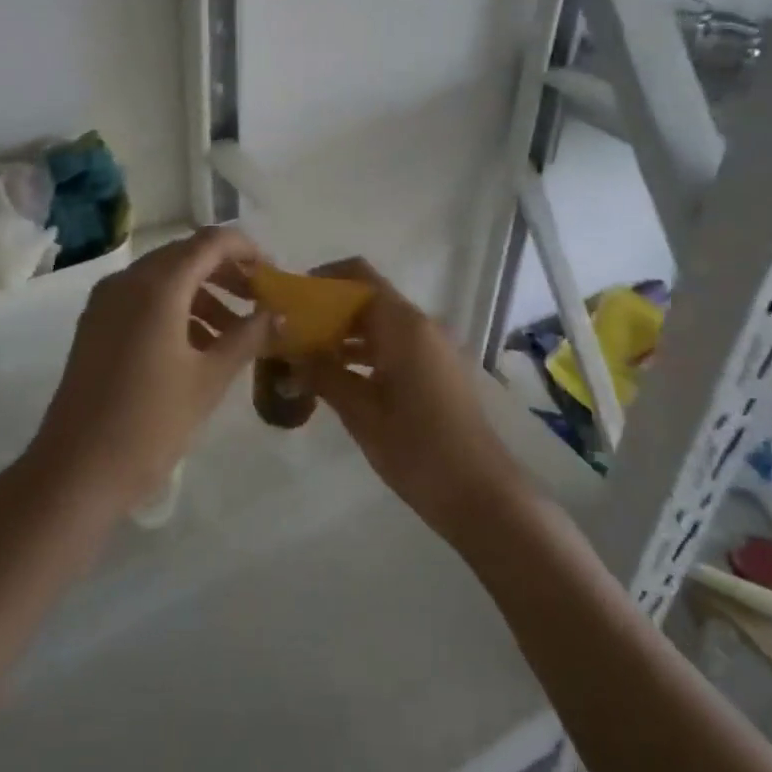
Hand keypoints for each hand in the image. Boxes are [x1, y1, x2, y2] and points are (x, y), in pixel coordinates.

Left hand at [28, 227, 274, 512]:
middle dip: (226, 273)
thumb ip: (247, 337)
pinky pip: (142, 300)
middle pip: (185, 256)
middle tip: (260, 301)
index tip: (273, 276)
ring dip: (202, 295)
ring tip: (236, 333)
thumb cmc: (151, 422)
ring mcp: (106, 302)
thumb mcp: (209, 379)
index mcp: (158, 285)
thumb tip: (278, 314)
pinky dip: (175, 310)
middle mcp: (127, 281)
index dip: (246, 250)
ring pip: (164, 279)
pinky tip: (198, 347)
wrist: (77, 469)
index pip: (210, 242)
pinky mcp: (95, 325)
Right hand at [304, 259, 522, 535]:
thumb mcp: (361, 412)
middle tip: (290, 332)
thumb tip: (291, 353)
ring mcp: (434, 349)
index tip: (292, 299)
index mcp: (404, 326)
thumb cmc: (417, 449)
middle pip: (368, 299)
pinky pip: (395, 347)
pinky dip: (365, 354)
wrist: (481, 496)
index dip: (324, 279)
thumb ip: (324, 374)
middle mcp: (422, 326)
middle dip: (329, 311)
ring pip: (381, 325)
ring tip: (304, 356)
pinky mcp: (438, 372)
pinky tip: (336, 378)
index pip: (360, 276)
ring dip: (345, 335)